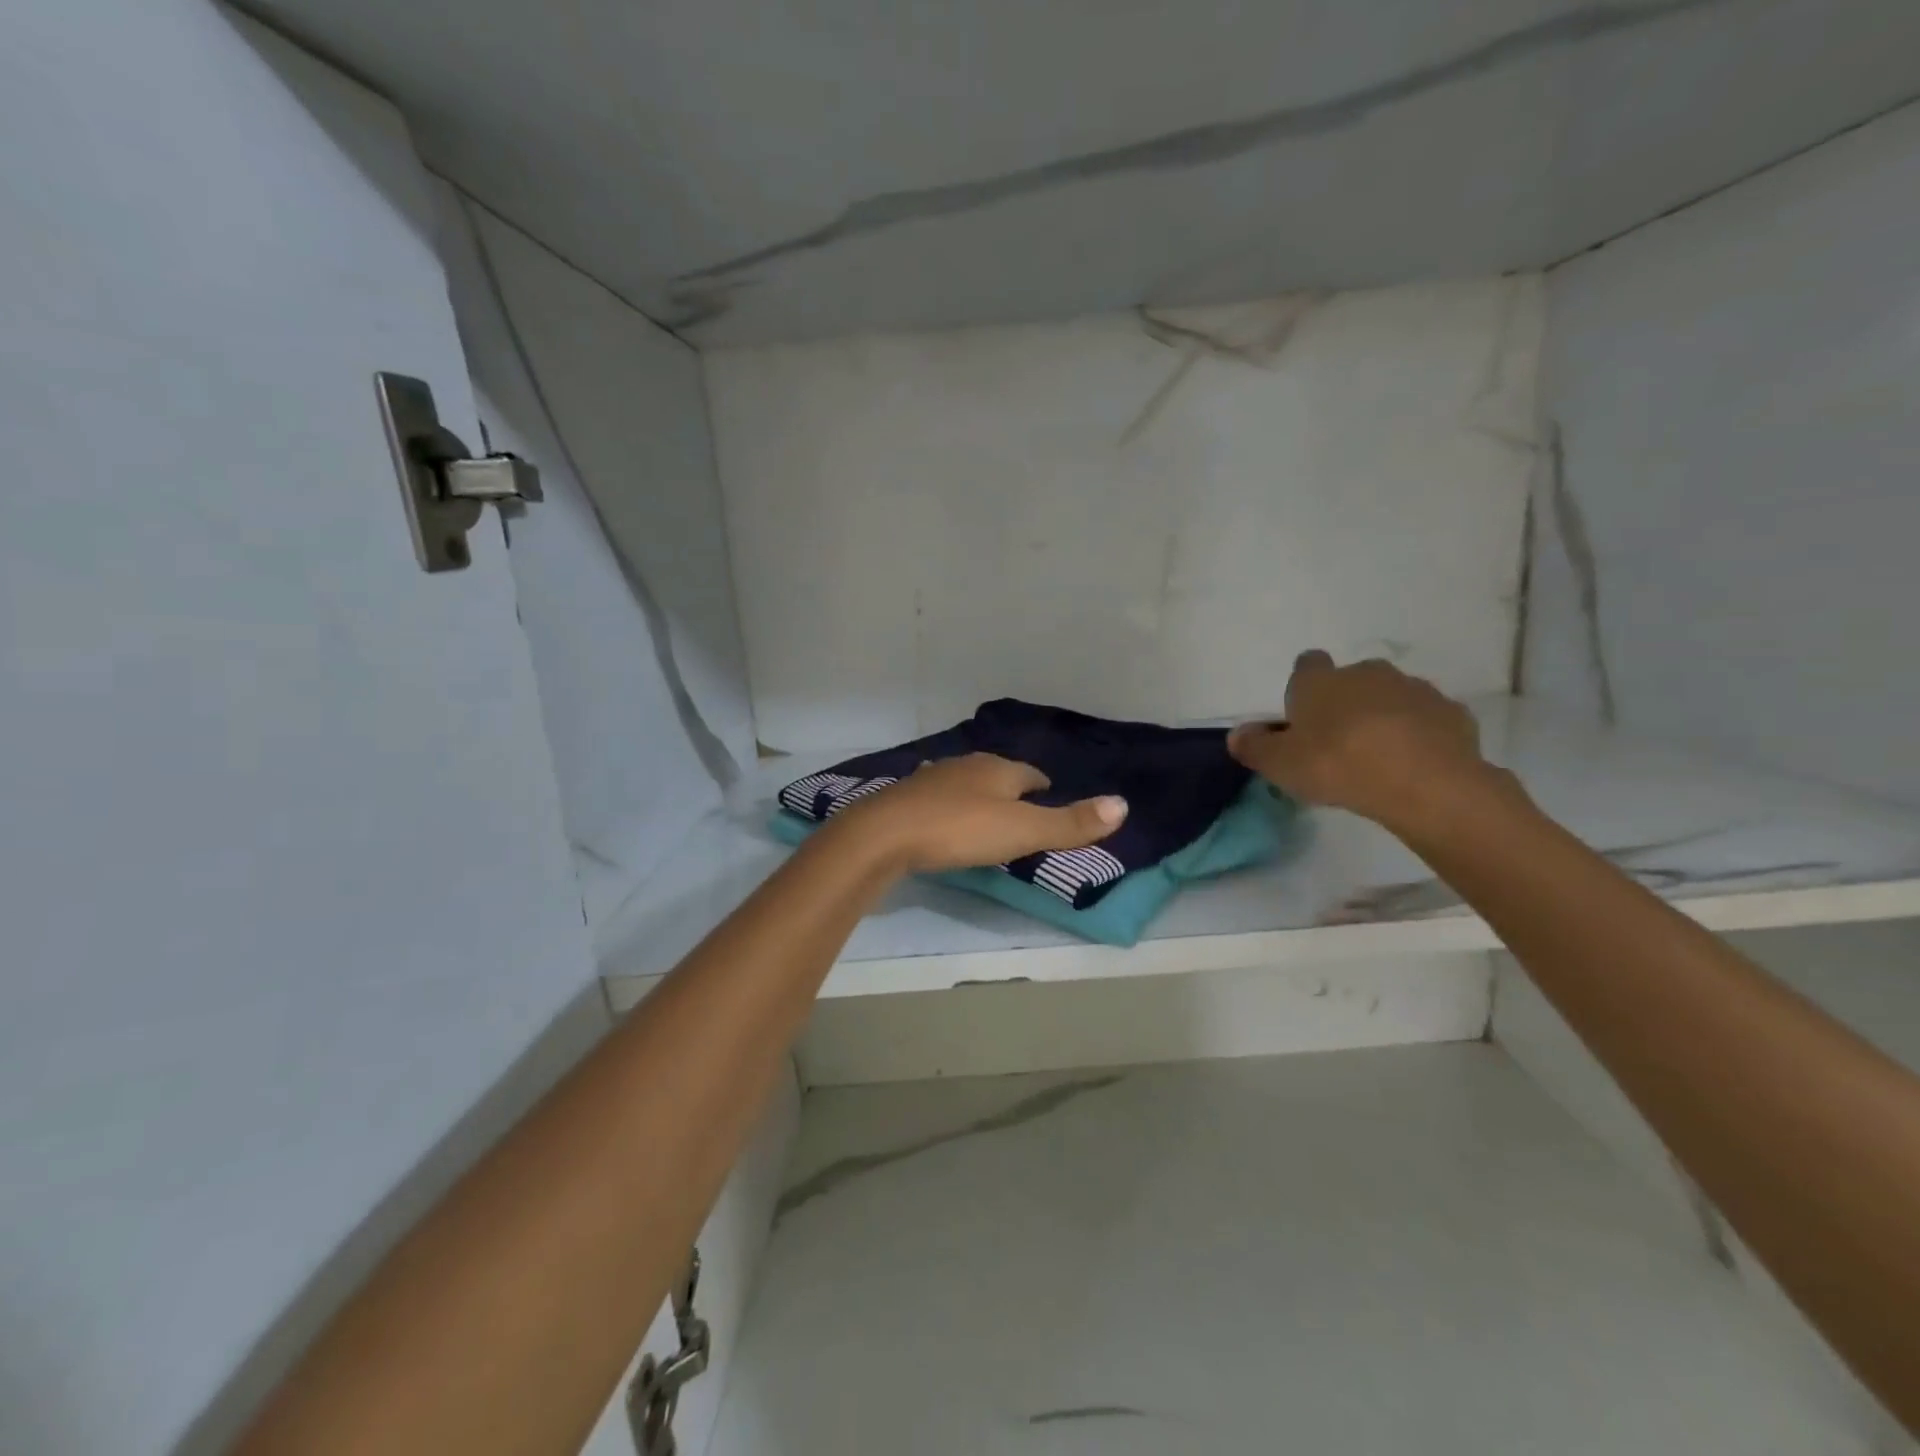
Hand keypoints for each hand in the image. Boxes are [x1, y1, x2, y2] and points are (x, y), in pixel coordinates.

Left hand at [826, 753, 1127, 873]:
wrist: (884, 834)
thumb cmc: (960, 829)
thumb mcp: (1022, 830)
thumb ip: (1070, 823)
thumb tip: (1123, 805)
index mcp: (998, 768)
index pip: (1031, 774)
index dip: (1043, 788)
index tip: (1048, 802)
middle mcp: (966, 765)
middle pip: (998, 775)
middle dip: (1011, 791)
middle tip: (1021, 815)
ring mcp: (932, 779)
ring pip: (965, 784)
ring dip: (978, 797)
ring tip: (985, 819)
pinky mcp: (905, 798)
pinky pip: (937, 799)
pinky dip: (948, 808)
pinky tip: (943, 821)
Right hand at [1228, 651, 1492, 835]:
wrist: (1425, 784)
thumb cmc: (1338, 765)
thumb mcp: (1280, 765)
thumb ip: (1254, 747)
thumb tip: (1237, 734)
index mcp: (1320, 681)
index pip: (1307, 664)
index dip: (1304, 686)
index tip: (1303, 714)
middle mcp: (1366, 673)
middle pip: (1351, 680)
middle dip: (1346, 702)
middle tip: (1338, 742)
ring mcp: (1414, 688)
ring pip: (1391, 696)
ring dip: (1383, 717)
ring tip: (1377, 757)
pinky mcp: (1451, 712)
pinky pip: (1426, 719)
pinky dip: (1418, 734)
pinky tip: (1412, 764)